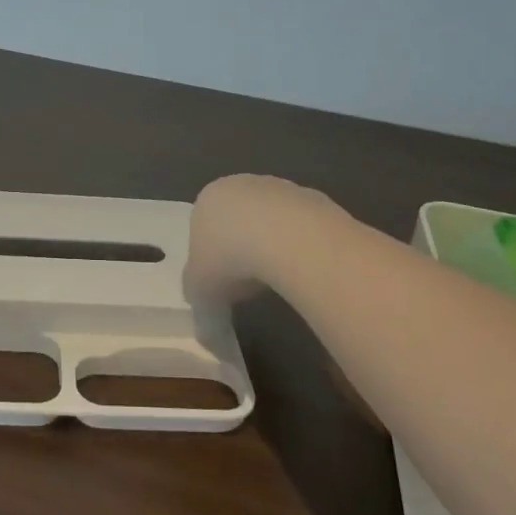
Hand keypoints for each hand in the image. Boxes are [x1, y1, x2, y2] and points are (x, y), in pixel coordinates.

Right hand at [185, 174, 345, 307]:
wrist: (290, 240)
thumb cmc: (230, 260)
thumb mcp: (200, 292)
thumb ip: (200, 304)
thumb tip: (207, 330)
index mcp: (207, 199)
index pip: (203, 227)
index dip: (209, 258)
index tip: (220, 284)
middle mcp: (241, 185)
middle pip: (238, 220)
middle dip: (242, 249)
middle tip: (249, 283)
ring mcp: (281, 188)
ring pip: (272, 222)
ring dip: (273, 248)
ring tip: (279, 281)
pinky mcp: (316, 199)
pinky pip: (302, 229)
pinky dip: (301, 248)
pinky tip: (303, 270)